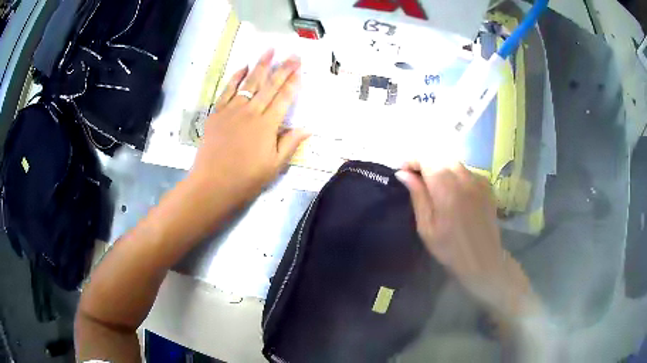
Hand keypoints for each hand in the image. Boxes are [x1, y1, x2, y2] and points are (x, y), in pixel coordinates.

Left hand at [190, 49, 309, 200]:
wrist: (212, 185)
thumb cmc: (246, 179)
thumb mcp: (274, 166)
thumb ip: (290, 143)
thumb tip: (308, 127)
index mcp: (267, 125)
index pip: (284, 98)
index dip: (293, 83)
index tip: (300, 69)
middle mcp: (251, 112)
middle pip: (269, 85)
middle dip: (283, 68)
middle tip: (293, 54)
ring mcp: (232, 110)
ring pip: (249, 82)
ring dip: (260, 65)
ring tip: (269, 50)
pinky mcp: (217, 113)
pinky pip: (227, 90)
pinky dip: (235, 77)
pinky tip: (242, 67)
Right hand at [396, 163, 537, 317]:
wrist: (483, 260)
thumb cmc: (450, 249)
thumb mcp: (426, 227)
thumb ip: (417, 196)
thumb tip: (403, 173)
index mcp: (447, 189)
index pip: (426, 158)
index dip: (412, 160)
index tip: (403, 172)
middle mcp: (464, 178)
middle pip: (440, 156)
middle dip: (425, 163)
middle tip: (416, 180)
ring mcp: (478, 180)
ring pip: (454, 162)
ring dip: (440, 168)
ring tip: (434, 186)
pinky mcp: (486, 185)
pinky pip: (466, 171)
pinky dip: (455, 174)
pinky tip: (453, 192)